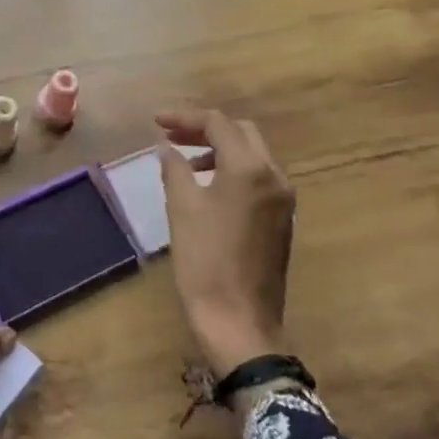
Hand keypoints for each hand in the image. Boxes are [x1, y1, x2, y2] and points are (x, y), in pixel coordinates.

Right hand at [155, 110, 297, 379]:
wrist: (239, 321)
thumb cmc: (205, 260)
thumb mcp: (182, 208)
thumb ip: (175, 169)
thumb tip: (168, 148)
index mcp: (250, 169)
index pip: (218, 124)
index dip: (184, 117)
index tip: (155, 121)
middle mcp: (274, 176)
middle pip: (241, 132)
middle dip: (205, 128)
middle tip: (171, 136)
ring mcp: (282, 199)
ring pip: (252, 155)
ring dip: (219, 148)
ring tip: (185, 160)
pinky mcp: (281, 219)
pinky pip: (257, 178)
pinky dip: (232, 169)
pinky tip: (207, 186)